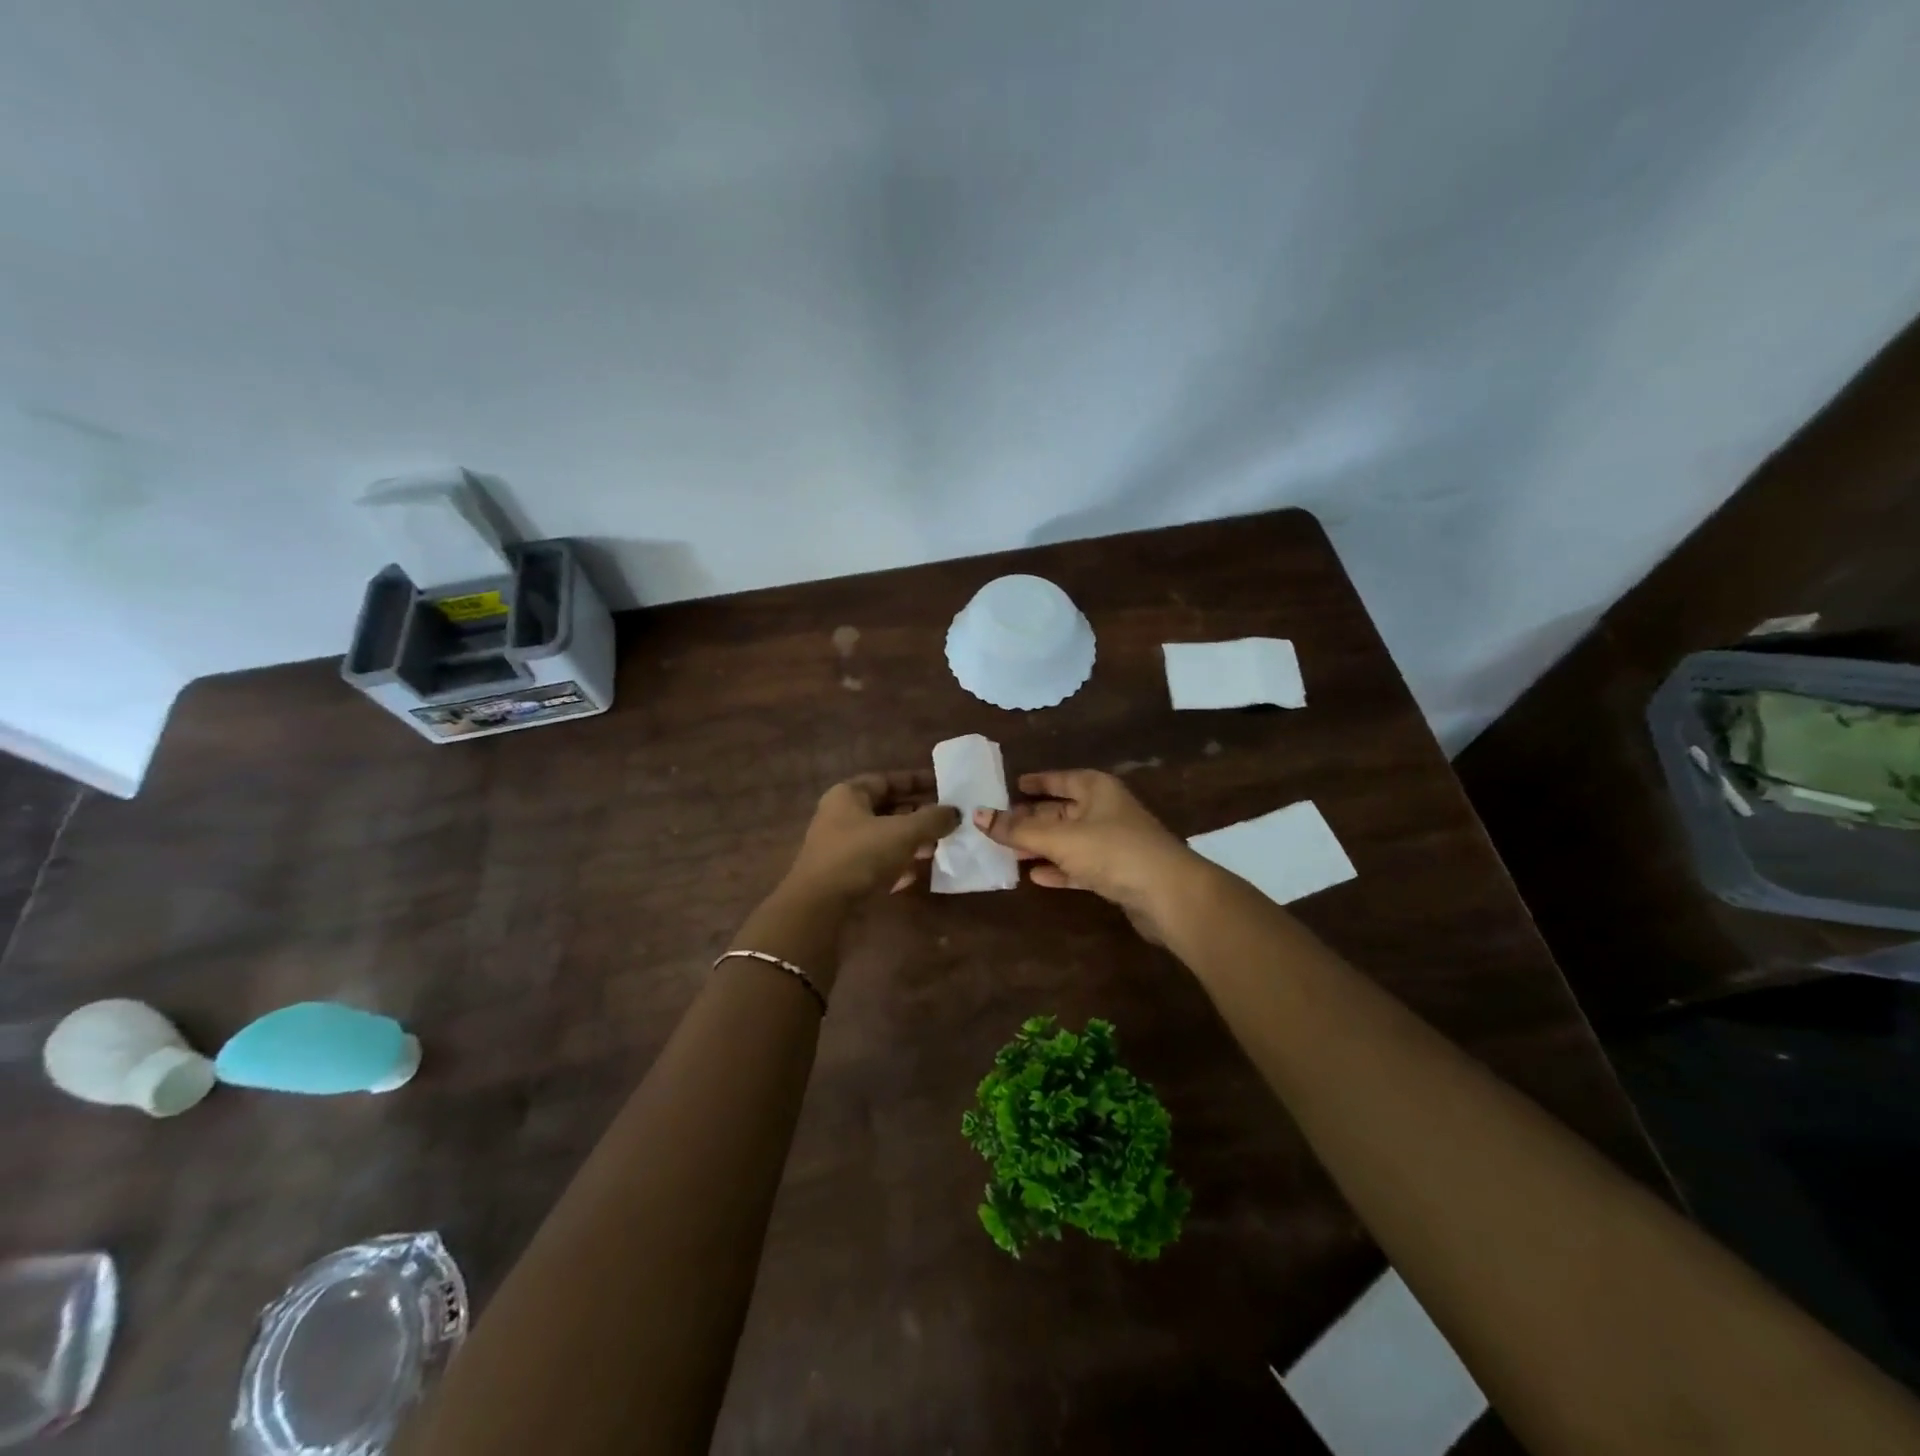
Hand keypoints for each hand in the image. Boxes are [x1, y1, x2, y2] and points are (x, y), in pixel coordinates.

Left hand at [784, 771, 961, 902]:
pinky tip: (918, 872)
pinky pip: (876, 862)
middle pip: (886, 809)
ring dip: (910, 841)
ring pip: (883, 837)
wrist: (819, 908)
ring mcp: (840, 847)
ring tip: (939, 846)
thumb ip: (932, 819)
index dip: (917, 781)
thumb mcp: (903, 832)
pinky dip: (897, 864)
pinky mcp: (843, 875)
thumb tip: (955, 812)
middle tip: (947, 819)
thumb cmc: (860, 856)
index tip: (944, 786)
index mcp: (849, 795)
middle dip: (918, 814)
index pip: (887, 780)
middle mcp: (841, 816)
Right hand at [975, 770, 1198, 941]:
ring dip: (1041, 846)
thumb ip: (1018, 829)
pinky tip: (1036, 876)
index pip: (1061, 778)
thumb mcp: (1059, 837)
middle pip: (1062, 810)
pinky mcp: (1117, 873)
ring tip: (1008, 852)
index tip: (1013, 785)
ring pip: (1069, 840)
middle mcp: (1106, 810)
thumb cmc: (1112, 850)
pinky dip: (1059, 869)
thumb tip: (977, 815)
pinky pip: (1079, 866)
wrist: (1168, 894)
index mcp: (1097, 789)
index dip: (1037, 781)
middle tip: (999, 824)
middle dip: (1032, 818)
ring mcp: (1113, 843)